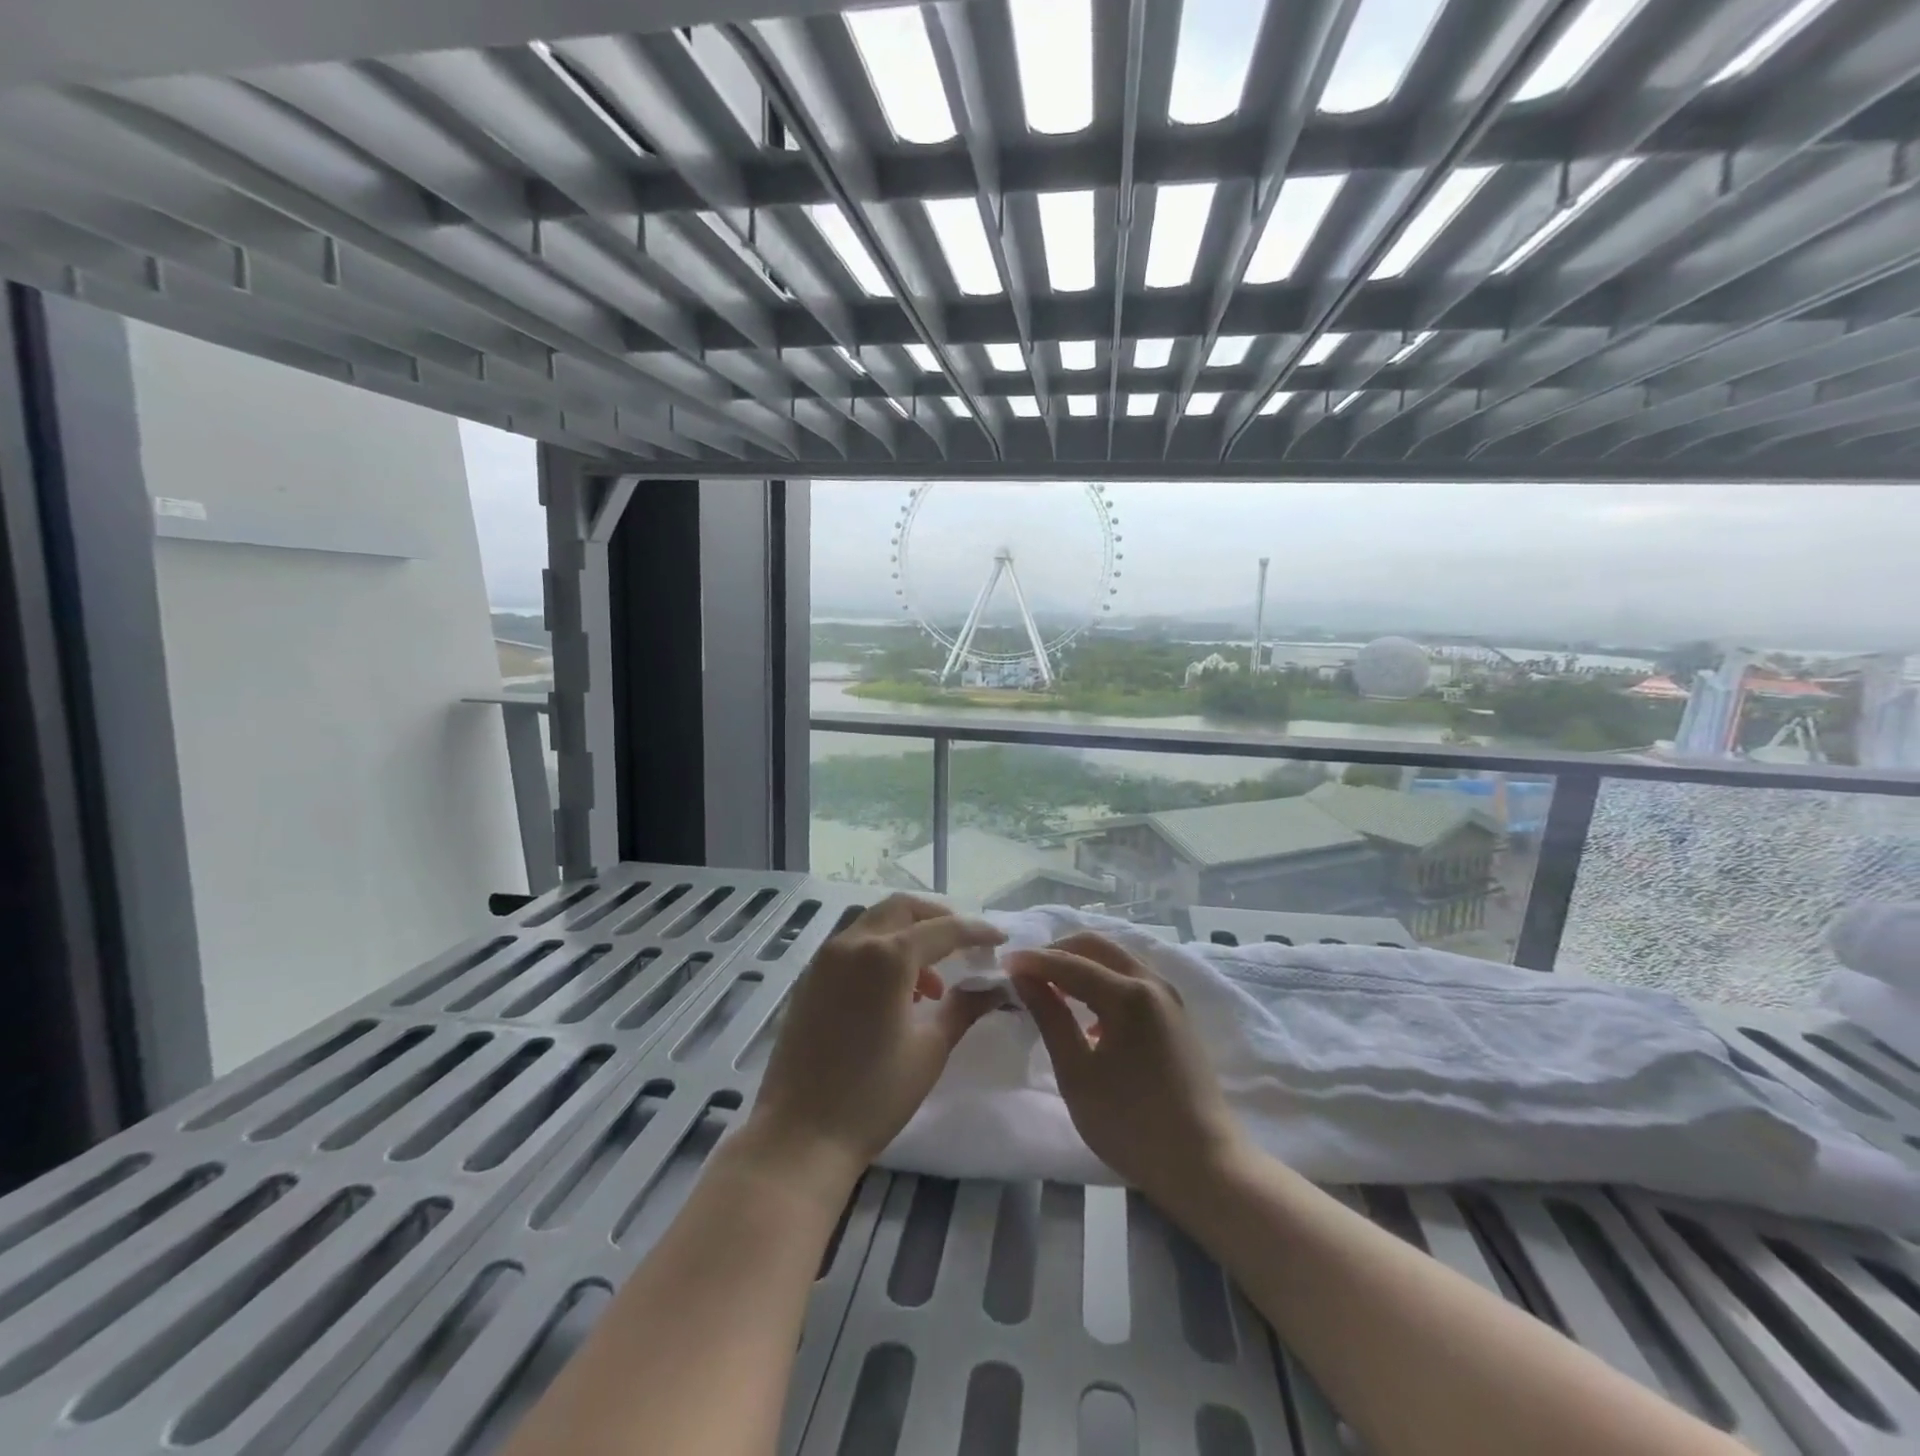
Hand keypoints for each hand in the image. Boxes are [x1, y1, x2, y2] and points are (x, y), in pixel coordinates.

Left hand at [744, 894, 1004, 1186]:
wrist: (799, 1136)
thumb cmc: (873, 1095)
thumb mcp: (929, 1050)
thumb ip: (963, 1007)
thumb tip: (995, 987)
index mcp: (886, 956)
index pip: (943, 929)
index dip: (976, 931)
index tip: (999, 939)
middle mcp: (852, 943)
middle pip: (902, 909)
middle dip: (937, 919)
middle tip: (964, 945)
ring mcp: (825, 958)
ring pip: (874, 923)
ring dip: (907, 936)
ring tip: (931, 983)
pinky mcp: (809, 978)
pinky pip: (852, 945)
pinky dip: (880, 951)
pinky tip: (895, 994)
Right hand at [1010, 932, 1247, 1204]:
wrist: (1204, 1164)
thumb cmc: (1131, 1124)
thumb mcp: (1077, 1073)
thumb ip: (1050, 1017)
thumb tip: (1024, 978)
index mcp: (1128, 994)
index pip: (1070, 963)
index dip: (1033, 961)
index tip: (1003, 964)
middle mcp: (1152, 982)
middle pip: (1097, 947)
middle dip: (1058, 951)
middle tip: (1027, 971)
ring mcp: (1169, 996)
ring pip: (1116, 959)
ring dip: (1081, 964)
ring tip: (1050, 988)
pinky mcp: (1176, 1014)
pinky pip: (1132, 978)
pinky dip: (1103, 980)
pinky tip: (1087, 1012)